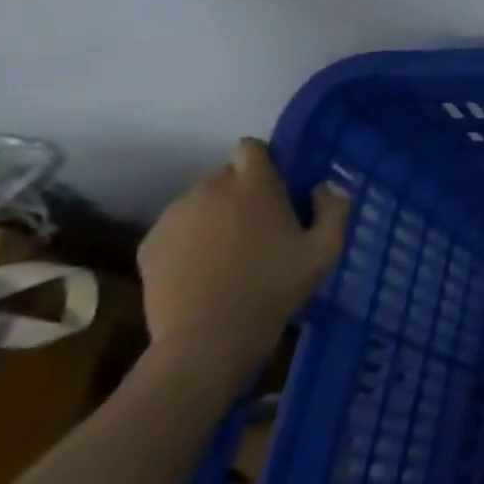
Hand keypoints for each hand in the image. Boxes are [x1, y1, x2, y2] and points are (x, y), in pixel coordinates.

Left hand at [138, 138, 349, 394]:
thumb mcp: (326, 250)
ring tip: (231, 251)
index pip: (251, 147)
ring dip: (216, 215)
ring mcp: (174, 217)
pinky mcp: (150, 243)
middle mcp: (209, 190)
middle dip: (242, 191)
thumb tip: (324, 187)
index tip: (279, 186)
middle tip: (261, 225)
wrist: (209, 336)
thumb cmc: (276, 287)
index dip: (266, 160)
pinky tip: (205, 268)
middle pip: (225, 174)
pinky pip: (177, 228)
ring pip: (199, 201)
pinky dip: (192, 239)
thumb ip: (334, 209)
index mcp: (254, 186)